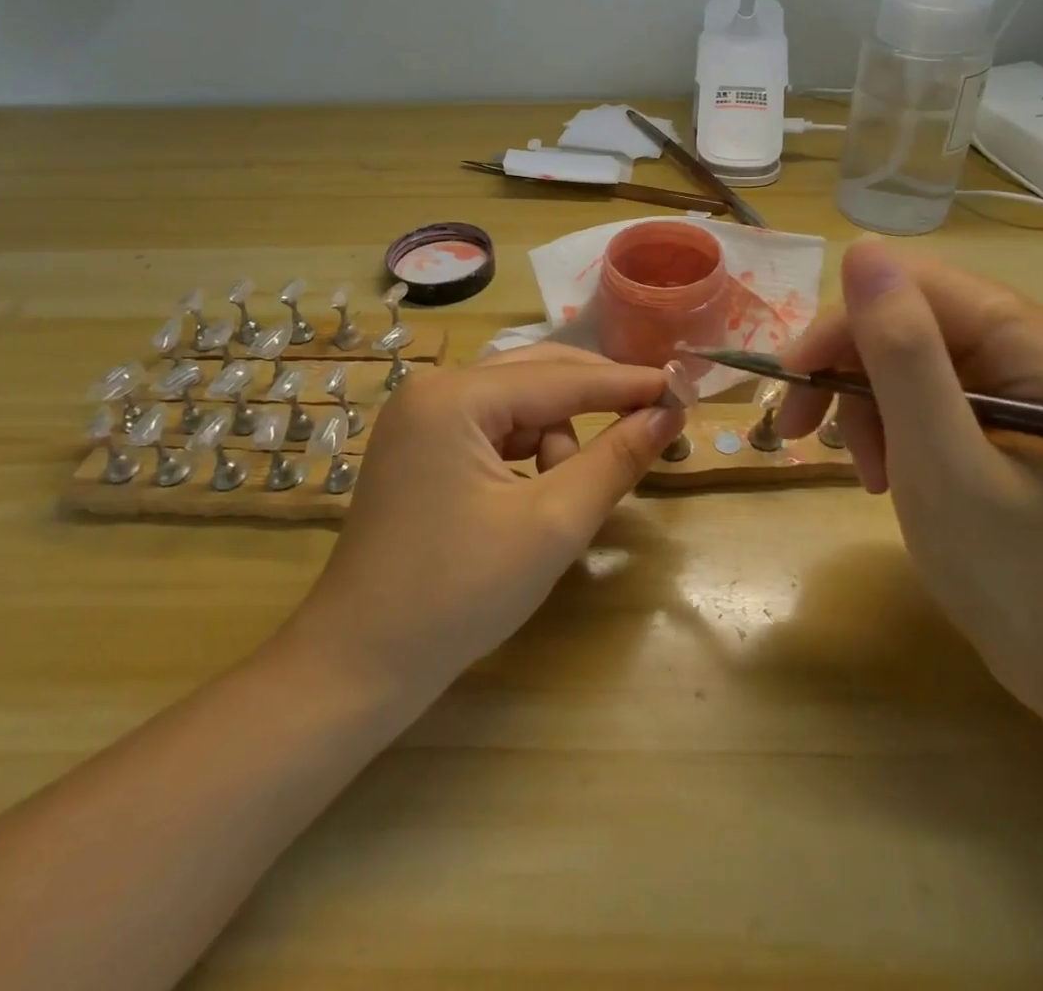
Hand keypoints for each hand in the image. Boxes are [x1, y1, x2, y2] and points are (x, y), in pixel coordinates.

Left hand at [280, 345, 684, 699]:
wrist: (360, 666)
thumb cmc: (460, 594)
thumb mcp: (553, 524)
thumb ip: (616, 459)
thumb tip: (669, 413)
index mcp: (455, 397)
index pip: (562, 378)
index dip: (628, 383)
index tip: (683, 386)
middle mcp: (432, 389)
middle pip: (536, 377)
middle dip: (594, 404)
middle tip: (652, 423)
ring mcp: (419, 418)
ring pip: (516, 405)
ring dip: (555, 440)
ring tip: (560, 501)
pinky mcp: (418, 447)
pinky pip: (491, 430)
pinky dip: (525, 454)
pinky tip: (530, 498)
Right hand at [775, 240, 1042, 709]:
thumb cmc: (1015, 574)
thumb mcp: (941, 461)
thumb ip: (902, 353)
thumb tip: (862, 249)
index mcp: (1041, 345)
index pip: (915, 287)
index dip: (842, 326)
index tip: (791, 386)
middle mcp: (1037, 347)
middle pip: (908, 320)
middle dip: (848, 374)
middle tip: (798, 431)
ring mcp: (1023, 381)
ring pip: (905, 356)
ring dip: (864, 407)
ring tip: (867, 472)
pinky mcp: (1005, 413)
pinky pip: (923, 392)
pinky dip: (889, 427)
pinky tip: (886, 473)